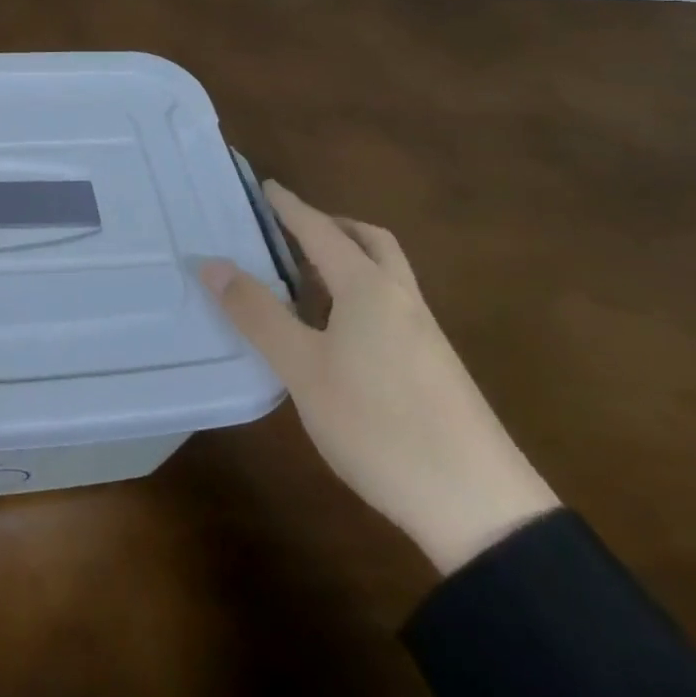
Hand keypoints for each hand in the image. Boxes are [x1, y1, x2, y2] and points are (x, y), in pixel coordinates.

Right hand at [200, 182, 558, 574]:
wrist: (484, 510)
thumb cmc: (380, 425)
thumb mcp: (303, 370)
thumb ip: (257, 314)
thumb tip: (212, 263)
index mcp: (367, 288)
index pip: (320, 230)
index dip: (289, 207)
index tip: (264, 186)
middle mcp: (400, 298)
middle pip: (369, 241)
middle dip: (330, 225)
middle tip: (291, 228)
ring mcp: (424, 334)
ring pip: (384, 274)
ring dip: (348, 260)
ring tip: (304, 277)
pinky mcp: (434, 367)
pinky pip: (390, 305)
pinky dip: (359, 294)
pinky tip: (337, 330)